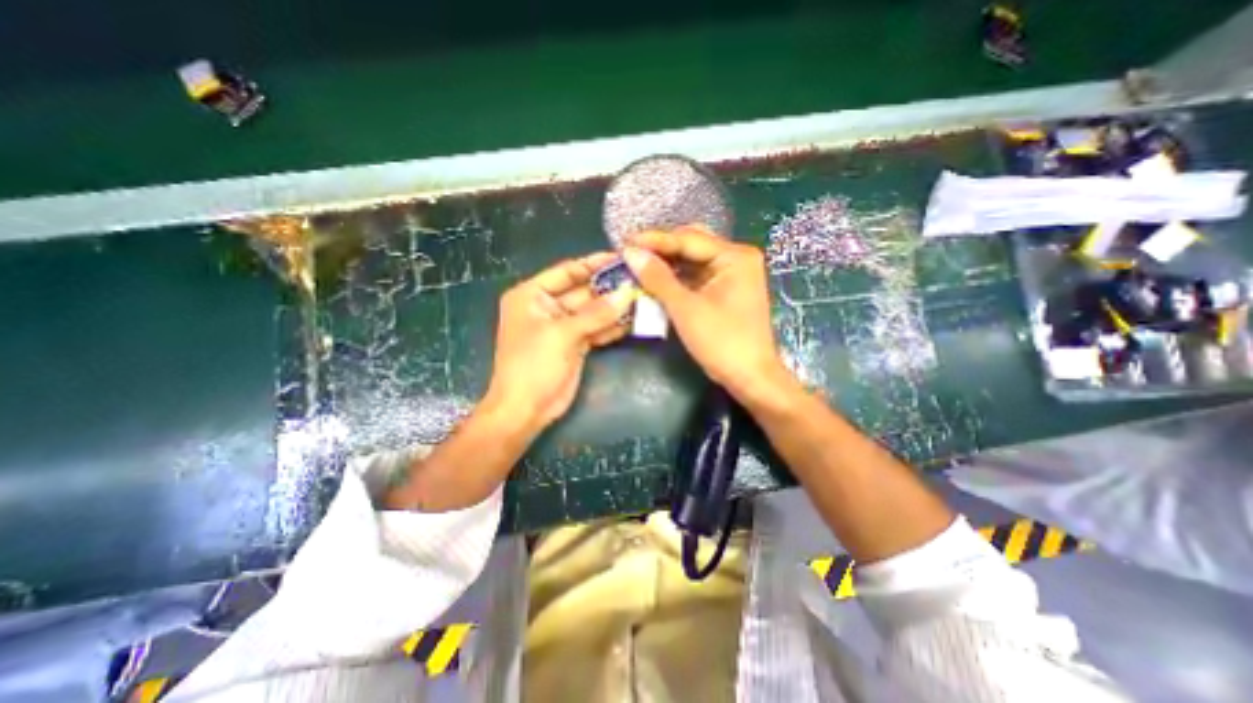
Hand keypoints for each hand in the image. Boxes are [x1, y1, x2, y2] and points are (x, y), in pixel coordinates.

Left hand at [480, 249, 636, 429]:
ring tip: (644, 297)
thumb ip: (596, 313)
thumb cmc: (533, 365)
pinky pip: (597, 329)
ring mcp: (563, 327)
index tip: (622, 257)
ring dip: (615, 307)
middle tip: (640, 279)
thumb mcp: (562, 334)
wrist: (526, 410)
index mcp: (532, 295)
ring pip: (593, 311)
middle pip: (583, 291)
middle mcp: (547, 307)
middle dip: (610, 287)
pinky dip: (613, 326)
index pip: (567, 271)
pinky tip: (634, 319)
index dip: (593, 264)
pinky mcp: (576, 344)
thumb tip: (628, 293)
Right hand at [620, 225, 786, 399]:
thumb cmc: (722, 342)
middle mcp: (736, 259)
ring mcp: (732, 275)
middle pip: (691, 246)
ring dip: (666, 265)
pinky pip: (696, 278)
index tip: (624, 242)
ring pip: (692, 262)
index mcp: (734, 256)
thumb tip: (631, 252)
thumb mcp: (686, 308)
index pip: (688, 239)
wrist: (750, 378)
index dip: (654, 241)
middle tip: (630, 253)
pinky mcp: (725, 291)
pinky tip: (655, 280)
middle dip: (660, 250)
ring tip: (637, 265)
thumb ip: (658, 278)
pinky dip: (676, 280)